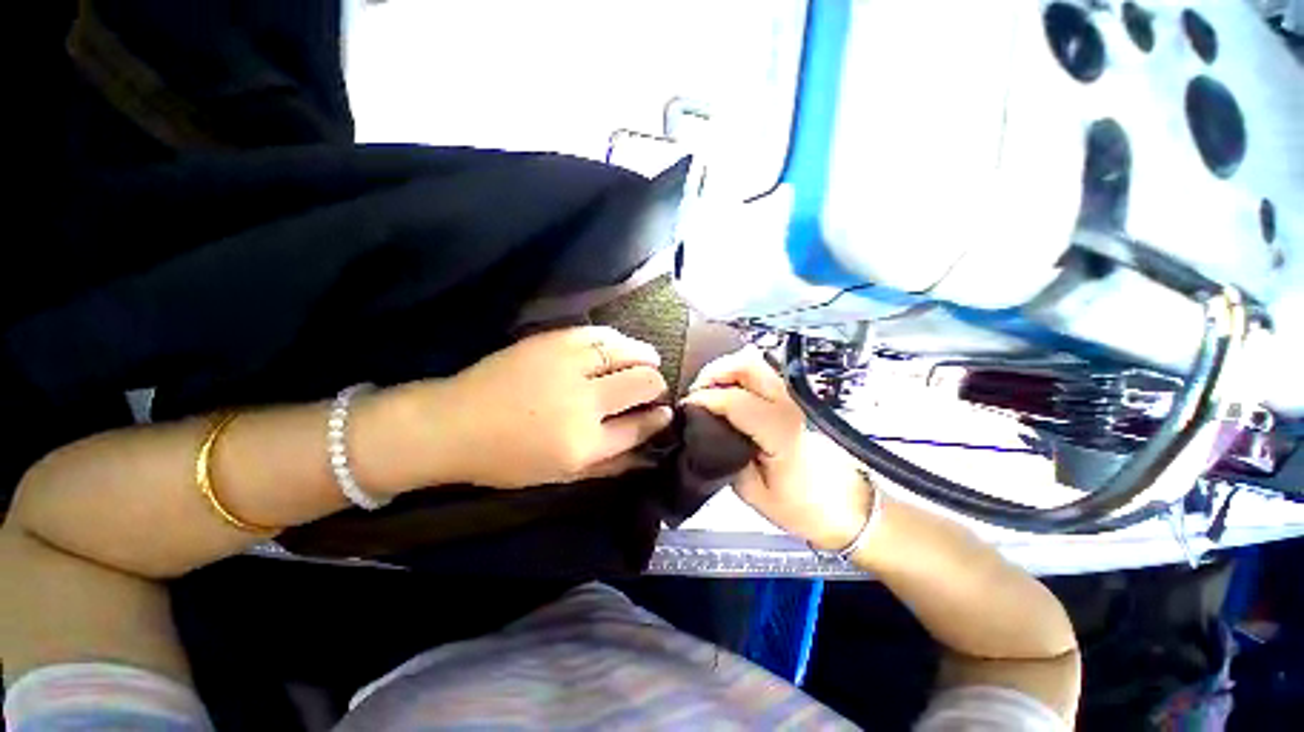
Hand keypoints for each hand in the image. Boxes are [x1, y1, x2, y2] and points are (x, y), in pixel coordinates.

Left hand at [426, 327, 671, 488]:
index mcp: (585, 444)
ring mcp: (569, 368)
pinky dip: (618, 339)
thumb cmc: (507, 459)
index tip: (666, 412)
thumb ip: (610, 466)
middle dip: (657, 385)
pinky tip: (622, 345)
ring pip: (626, 354)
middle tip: (655, 386)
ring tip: (650, 359)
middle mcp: (583, 404)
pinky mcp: (553, 342)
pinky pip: (600, 334)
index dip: (659, 418)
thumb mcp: (562, 476)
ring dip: (645, 356)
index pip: (640, 427)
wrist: (454, 423)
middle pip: (641, 385)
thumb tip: (648, 455)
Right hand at [681, 346, 871, 549]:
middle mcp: (789, 406)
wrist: (847, 507)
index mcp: (780, 432)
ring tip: (709, 390)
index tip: (686, 406)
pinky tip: (729, 391)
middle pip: (748, 365)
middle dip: (714, 371)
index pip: (735, 400)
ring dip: (727, 370)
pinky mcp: (794, 400)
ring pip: (756, 363)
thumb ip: (727, 456)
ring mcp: (794, 399)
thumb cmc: (803, 507)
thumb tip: (706, 432)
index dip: (704, 398)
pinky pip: (763, 374)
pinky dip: (740, 375)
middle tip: (696, 391)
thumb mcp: (754, 492)